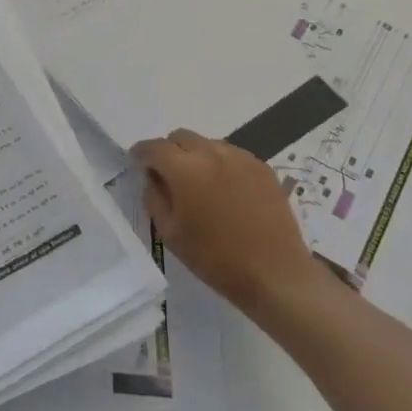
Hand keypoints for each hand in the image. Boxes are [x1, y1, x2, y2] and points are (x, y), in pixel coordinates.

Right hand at [131, 129, 321, 318]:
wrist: (274, 272)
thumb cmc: (215, 258)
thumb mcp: (170, 233)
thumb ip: (155, 198)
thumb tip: (153, 178)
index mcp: (185, 169)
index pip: (154, 147)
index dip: (141, 153)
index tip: (137, 163)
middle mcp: (212, 153)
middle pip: (181, 137)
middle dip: (169, 152)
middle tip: (170, 177)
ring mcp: (241, 157)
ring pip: (208, 144)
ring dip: (196, 157)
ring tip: (201, 186)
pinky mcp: (262, 167)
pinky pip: (232, 155)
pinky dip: (221, 165)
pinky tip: (227, 192)